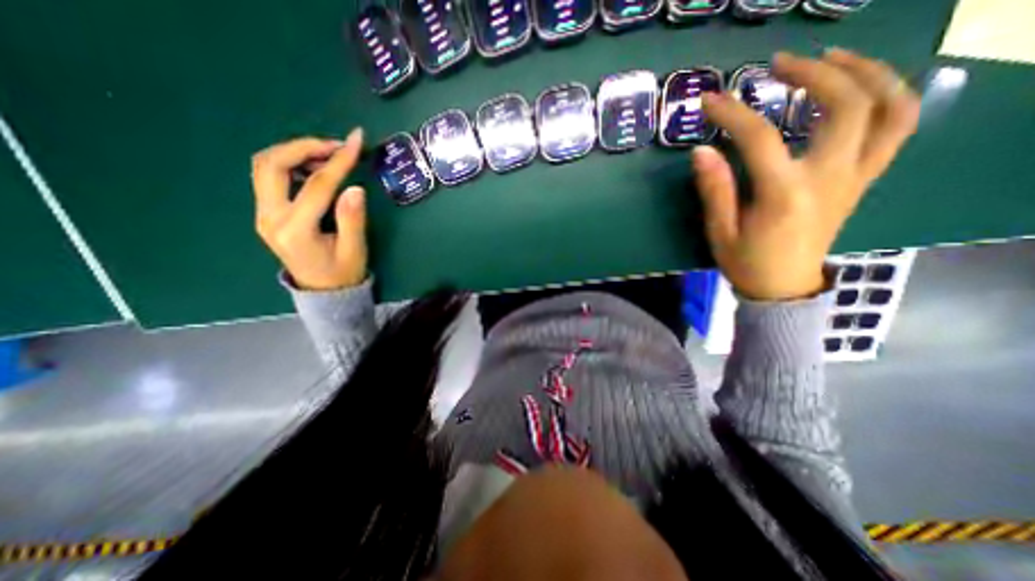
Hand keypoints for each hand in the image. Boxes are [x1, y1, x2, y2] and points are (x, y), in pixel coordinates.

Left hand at [251, 127, 367, 289]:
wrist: (323, 291)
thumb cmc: (343, 273)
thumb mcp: (354, 250)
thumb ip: (353, 220)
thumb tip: (355, 188)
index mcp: (295, 230)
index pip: (317, 185)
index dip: (339, 161)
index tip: (356, 141)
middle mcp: (270, 218)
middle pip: (273, 165)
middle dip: (304, 146)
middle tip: (337, 145)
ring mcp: (264, 214)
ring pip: (265, 166)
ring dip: (295, 152)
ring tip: (329, 154)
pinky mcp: (267, 212)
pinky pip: (270, 176)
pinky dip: (291, 163)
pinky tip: (315, 167)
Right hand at [695, 49, 921, 301]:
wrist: (784, 286)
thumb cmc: (746, 262)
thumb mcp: (720, 231)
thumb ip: (715, 190)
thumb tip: (701, 151)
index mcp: (784, 194)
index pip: (760, 138)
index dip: (733, 114)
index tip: (710, 100)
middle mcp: (830, 178)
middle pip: (845, 106)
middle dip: (813, 74)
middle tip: (779, 65)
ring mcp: (855, 176)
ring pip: (889, 108)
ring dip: (866, 72)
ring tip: (833, 58)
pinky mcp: (862, 179)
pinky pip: (896, 128)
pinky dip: (887, 96)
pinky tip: (859, 88)